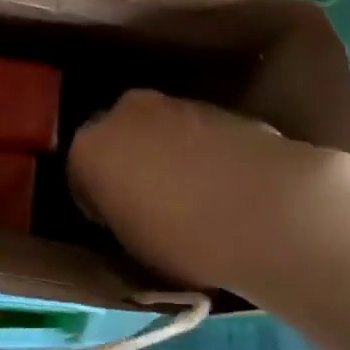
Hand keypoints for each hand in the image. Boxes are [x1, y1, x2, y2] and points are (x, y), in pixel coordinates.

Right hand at [68, 89, 349, 292]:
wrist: (269, 208)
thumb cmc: (185, 239)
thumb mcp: (133, 246)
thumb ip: (120, 216)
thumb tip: (130, 209)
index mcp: (90, 146)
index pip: (79, 174)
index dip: (97, 202)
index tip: (116, 224)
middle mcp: (126, 112)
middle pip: (119, 139)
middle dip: (130, 164)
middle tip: (151, 205)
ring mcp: (175, 103)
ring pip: (159, 131)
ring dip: (168, 155)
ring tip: (196, 197)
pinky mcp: (219, 106)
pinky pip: (197, 133)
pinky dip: (203, 152)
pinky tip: (227, 186)